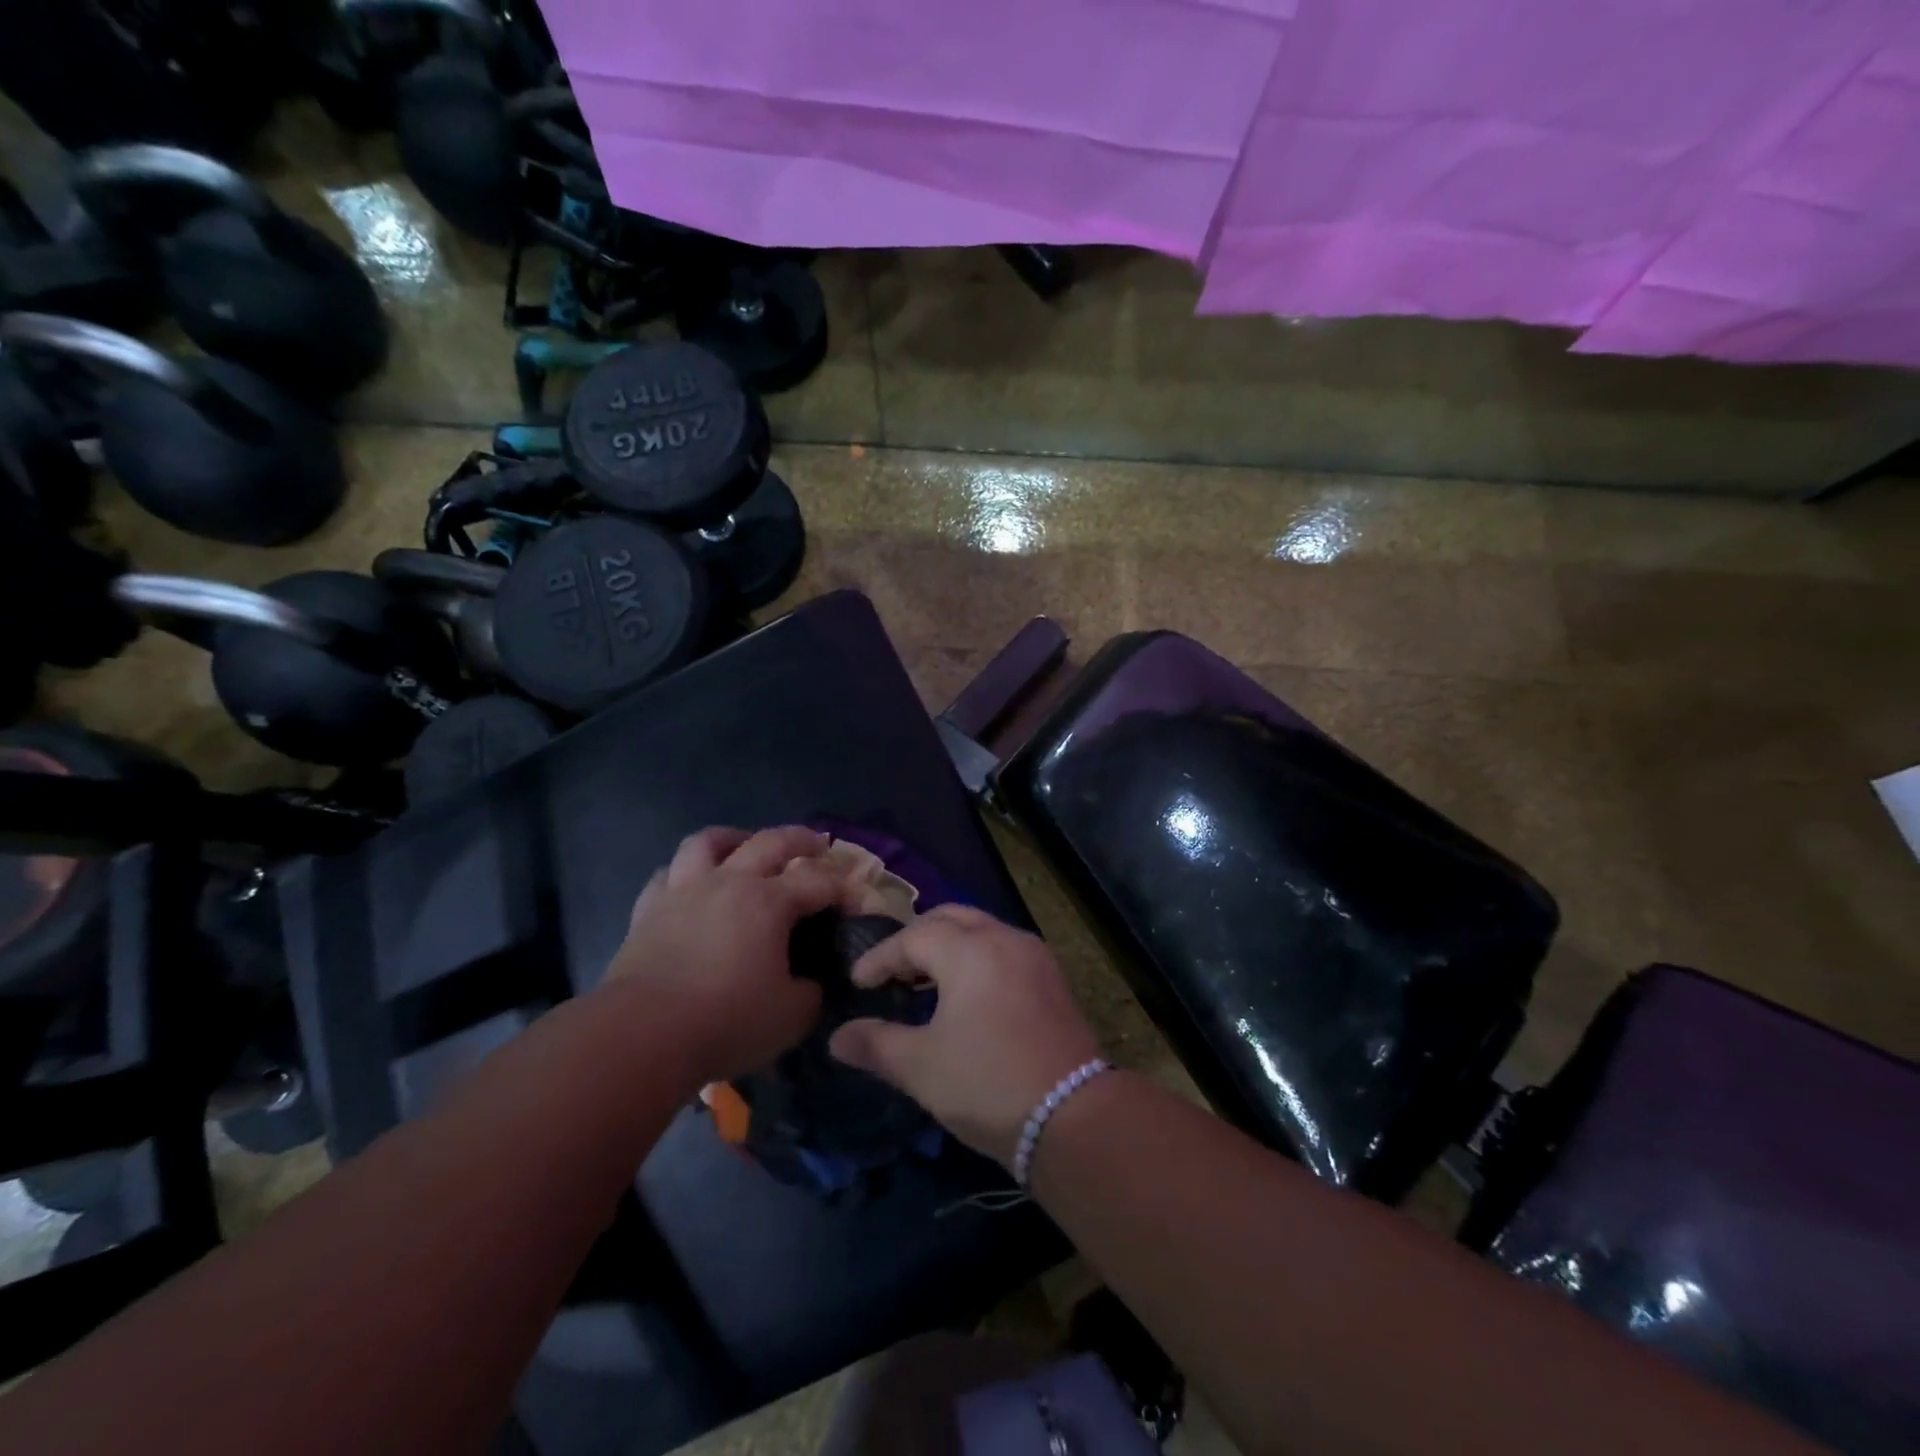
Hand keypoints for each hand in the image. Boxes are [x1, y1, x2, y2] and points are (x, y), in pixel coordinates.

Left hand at [603, 827, 840, 1084]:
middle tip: (817, 844)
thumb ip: (810, 993)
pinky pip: (666, 875)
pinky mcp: (647, 911)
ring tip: (745, 846)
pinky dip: (685, 872)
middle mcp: (728, 883)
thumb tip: (809, 982)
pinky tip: (691, 884)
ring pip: (708, 842)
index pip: (817, 881)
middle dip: (800, 839)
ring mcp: (683, 892)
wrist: (641, 1036)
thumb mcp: (791, 1016)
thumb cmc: (725, 1021)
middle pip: (769, 842)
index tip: (856, 900)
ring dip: (734, 838)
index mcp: (769, 902)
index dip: (842, 887)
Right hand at [828, 905, 1101, 1165]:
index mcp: (969, 949)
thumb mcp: (921, 1067)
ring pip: (980, 929)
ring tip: (923, 981)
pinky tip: (965, 994)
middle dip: (915, 939)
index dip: (879, 958)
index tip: (858, 982)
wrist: (1073, 1116)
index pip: (912, 937)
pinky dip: (976, 957)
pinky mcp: (1051, 977)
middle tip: (891, 971)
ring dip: (948, 946)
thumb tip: (837, 1037)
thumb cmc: (987, 1084)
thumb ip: (875, 1044)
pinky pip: (1003, 948)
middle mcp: (1003, 937)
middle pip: (949, 918)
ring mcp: (1033, 954)